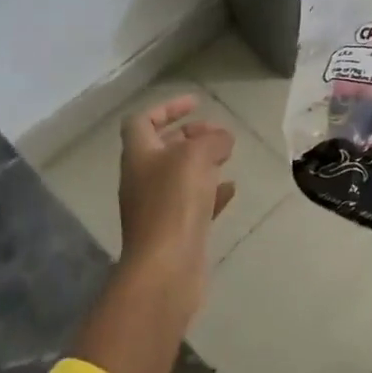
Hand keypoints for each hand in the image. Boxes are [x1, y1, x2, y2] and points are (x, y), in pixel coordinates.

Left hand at [117, 95, 236, 291]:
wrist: (165, 269)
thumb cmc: (174, 203)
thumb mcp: (196, 157)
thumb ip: (212, 140)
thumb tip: (222, 138)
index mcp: (139, 156)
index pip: (143, 121)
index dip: (167, 108)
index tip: (196, 103)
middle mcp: (143, 179)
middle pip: (162, 148)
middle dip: (190, 135)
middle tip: (218, 133)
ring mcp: (157, 208)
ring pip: (179, 176)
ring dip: (202, 162)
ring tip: (228, 157)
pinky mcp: (174, 232)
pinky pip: (193, 203)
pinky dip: (211, 192)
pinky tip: (231, 189)